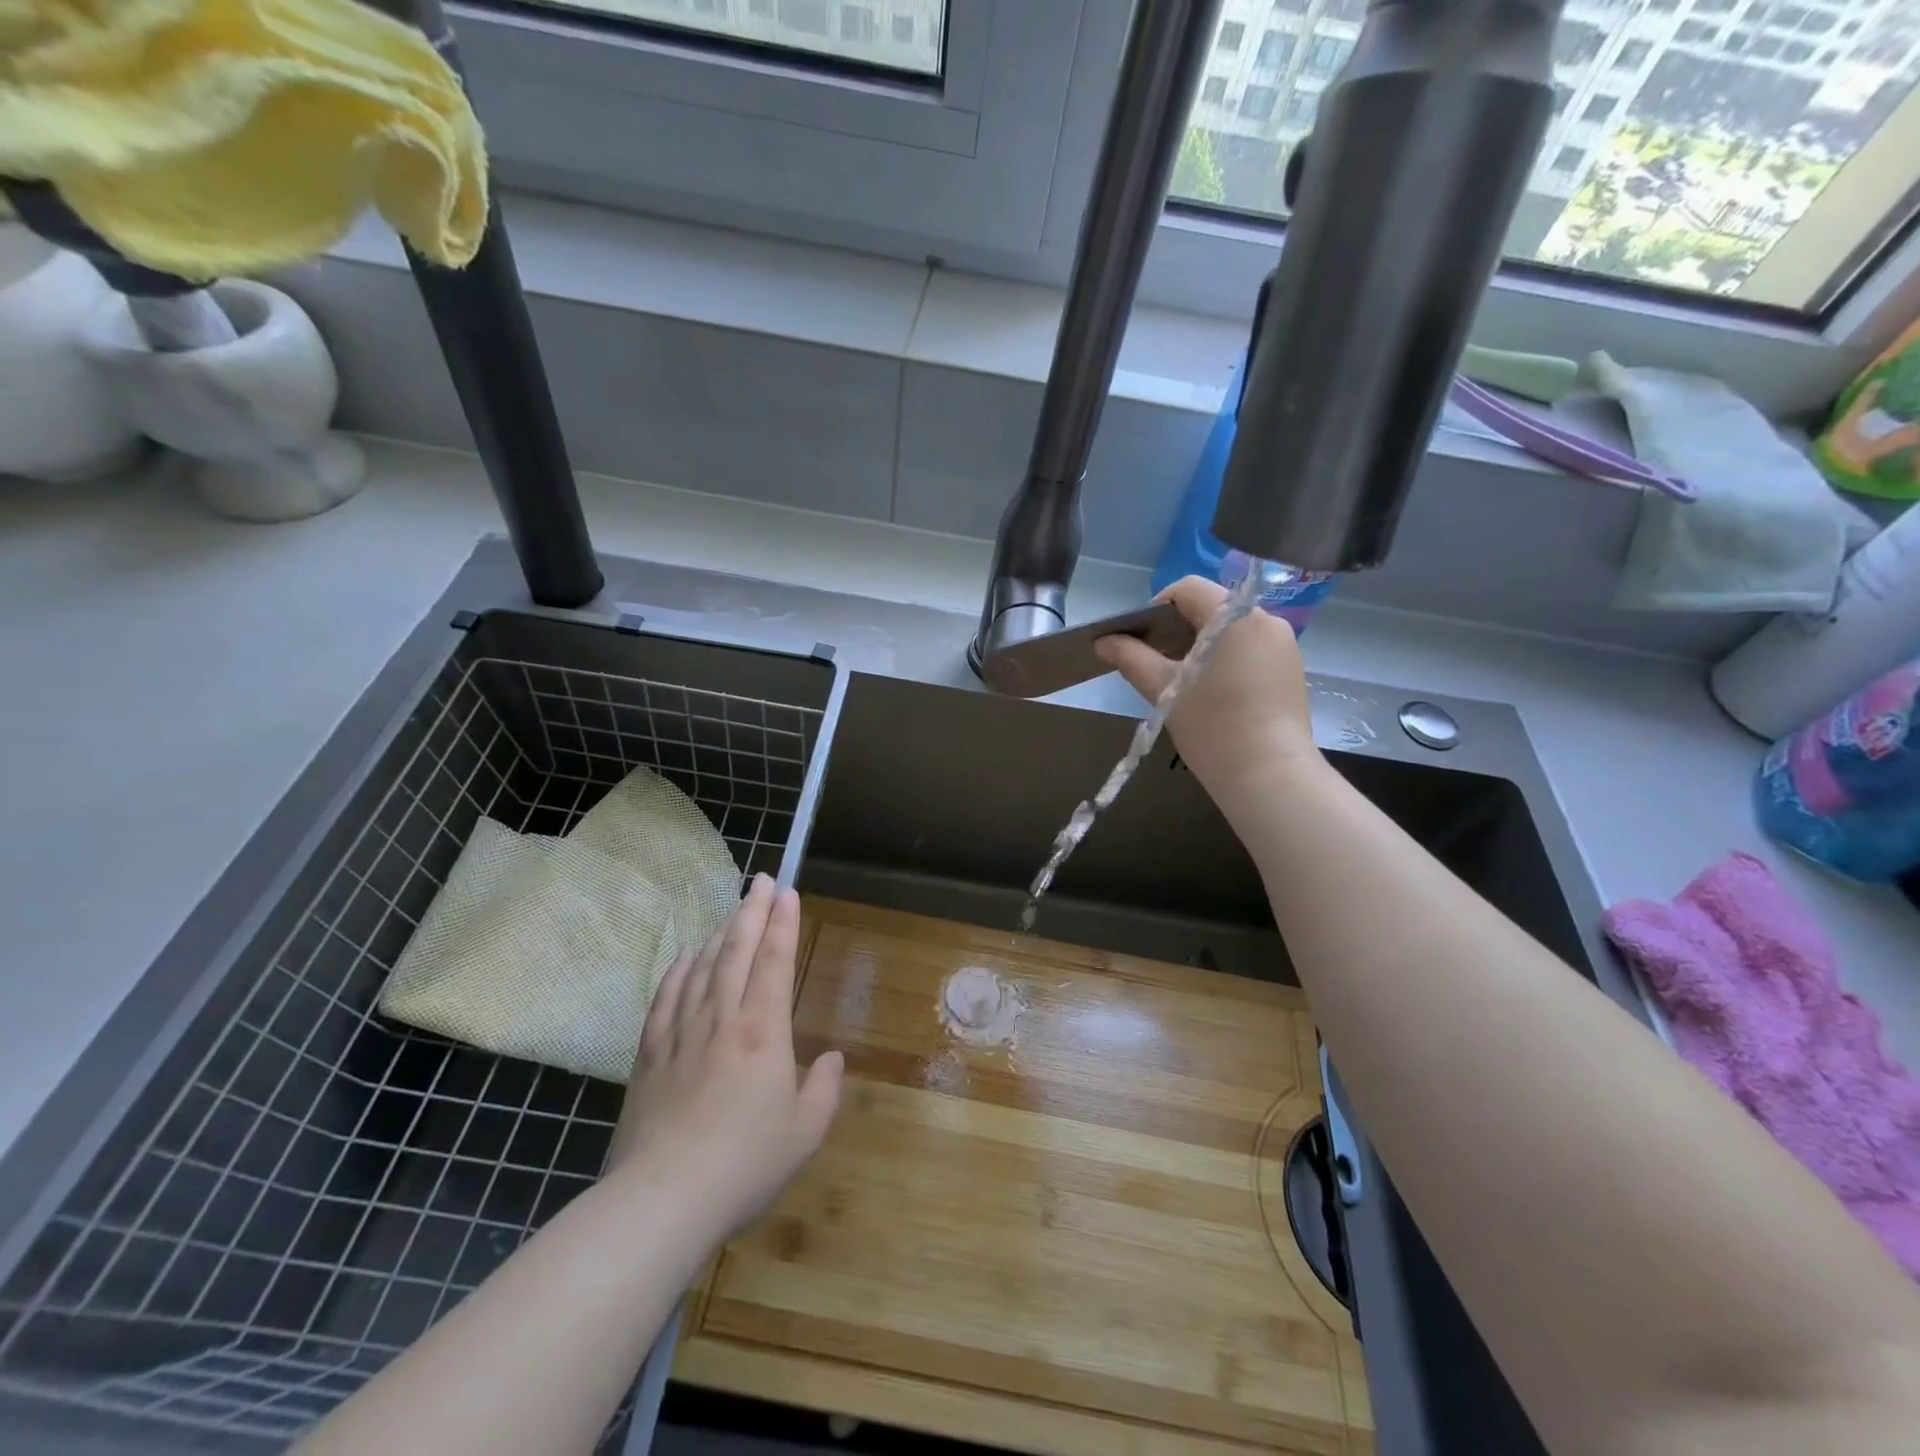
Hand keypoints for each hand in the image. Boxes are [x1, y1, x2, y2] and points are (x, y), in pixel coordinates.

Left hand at [605, 875, 843, 1237]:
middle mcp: (722, 1019)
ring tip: (731, 911)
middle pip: (735, 951)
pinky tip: (685, 957)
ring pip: (701, 967)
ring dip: (719, 933)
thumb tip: (833, 1059)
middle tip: (761, 880)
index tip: (786, 892)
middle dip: (751, 911)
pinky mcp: (649, 1054)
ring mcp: (681, 1033)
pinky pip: (665, 997)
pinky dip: (678, 970)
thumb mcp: (805, 1132)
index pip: (773, 962)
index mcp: (763, 1031)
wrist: (662, 1200)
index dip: (782, 923)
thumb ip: (825, 1089)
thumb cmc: (744, 1164)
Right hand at [1094, 575, 1319, 808]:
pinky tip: (1214, 695)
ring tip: (1184, 683)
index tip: (1142, 641)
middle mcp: (1265, 620)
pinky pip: (1250, 650)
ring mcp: (1284, 645)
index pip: (1188, 588)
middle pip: (1211, 607)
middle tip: (1157, 665)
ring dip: (1202, 646)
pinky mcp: (1291, 670)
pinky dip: (1226, 660)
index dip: (1157, 607)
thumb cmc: (1213, 727)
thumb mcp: (1164, 690)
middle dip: (1179, 630)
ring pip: (1231, 630)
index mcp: (1234, 617)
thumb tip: (1103, 641)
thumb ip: (1131, 658)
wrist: (1269, 777)